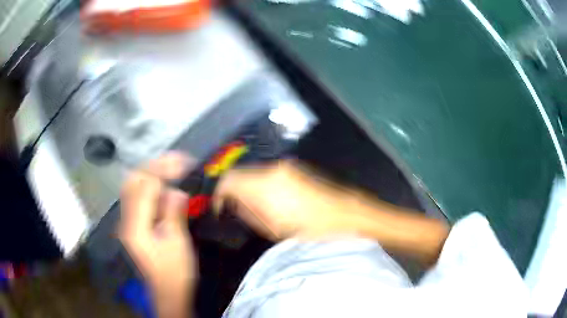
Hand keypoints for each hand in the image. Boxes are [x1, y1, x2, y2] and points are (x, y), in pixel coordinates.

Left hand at [120, 152, 195, 317]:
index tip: (182, 163)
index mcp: (136, 226)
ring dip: (152, 173)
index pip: (143, 187)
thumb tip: (176, 191)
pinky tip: (164, 184)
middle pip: (133, 182)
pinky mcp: (135, 225)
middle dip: (154, 166)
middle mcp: (127, 220)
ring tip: (172, 166)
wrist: (168, 293)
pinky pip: (139, 198)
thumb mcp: (177, 244)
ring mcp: (129, 222)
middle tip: (176, 160)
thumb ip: (173, 215)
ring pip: (134, 187)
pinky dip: (151, 186)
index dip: (162, 171)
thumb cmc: (175, 273)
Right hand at [214, 161, 448, 264]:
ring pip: (254, 173)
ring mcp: (286, 167)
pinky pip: (268, 174)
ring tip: (248, 208)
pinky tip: (267, 201)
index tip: (218, 209)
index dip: (218, 194)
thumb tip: (234, 203)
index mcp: (264, 184)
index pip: (228, 180)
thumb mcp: (271, 229)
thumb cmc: (309, 230)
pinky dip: (260, 185)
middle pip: (240, 173)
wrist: (346, 218)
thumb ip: (247, 211)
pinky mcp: (296, 169)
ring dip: (246, 187)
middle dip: (232, 190)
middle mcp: (272, 169)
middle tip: (232, 210)